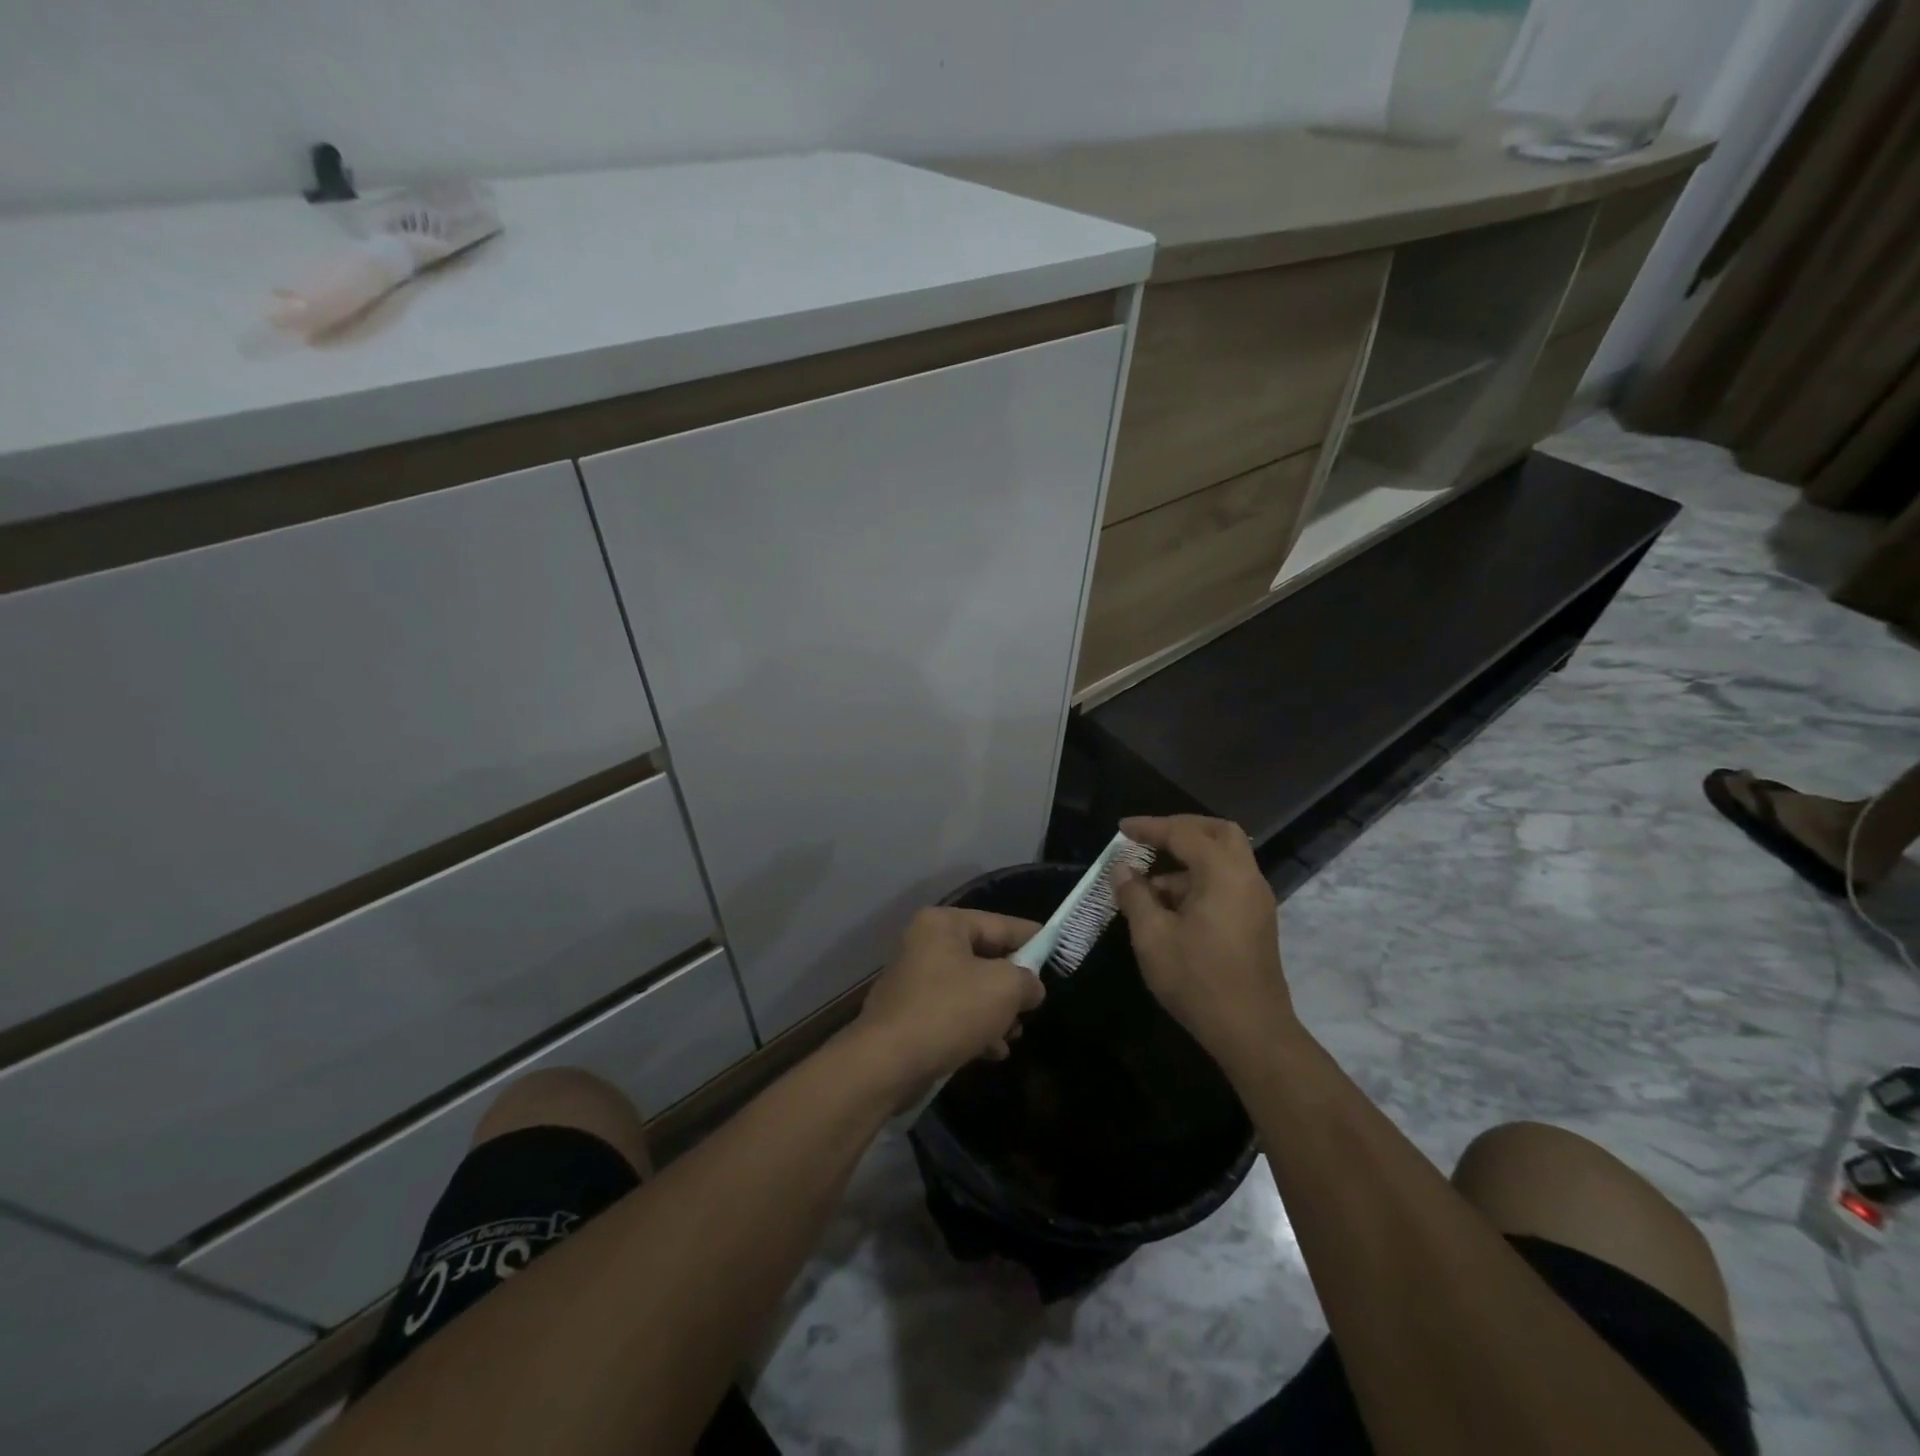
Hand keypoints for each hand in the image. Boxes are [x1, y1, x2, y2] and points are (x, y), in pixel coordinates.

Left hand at [853, 907, 1045, 1096]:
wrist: (887, 1063)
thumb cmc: (949, 1011)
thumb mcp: (1004, 988)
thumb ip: (1027, 980)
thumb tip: (1030, 987)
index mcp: (944, 924)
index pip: (1000, 924)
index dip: (1033, 938)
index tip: (1059, 951)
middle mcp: (925, 944)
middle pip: (984, 957)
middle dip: (1012, 984)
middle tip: (1034, 1003)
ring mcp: (914, 981)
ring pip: (970, 989)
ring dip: (996, 1011)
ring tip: (1015, 1034)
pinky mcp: (909, 1016)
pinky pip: (953, 1014)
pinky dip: (975, 1028)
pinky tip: (994, 1051)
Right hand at [1112, 815, 1296, 1070]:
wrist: (1251, 1032)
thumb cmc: (1197, 980)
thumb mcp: (1152, 936)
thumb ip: (1135, 895)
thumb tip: (1122, 869)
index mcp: (1223, 873)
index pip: (1184, 833)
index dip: (1150, 827)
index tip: (1122, 829)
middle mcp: (1246, 878)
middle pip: (1218, 833)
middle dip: (1181, 830)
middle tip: (1149, 838)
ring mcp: (1256, 900)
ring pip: (1224, 859)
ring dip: (1187, 861)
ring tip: (1148, 886)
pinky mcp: (1256, 921)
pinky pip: (1227, 882)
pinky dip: (1199, 880)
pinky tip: (1170, 907)